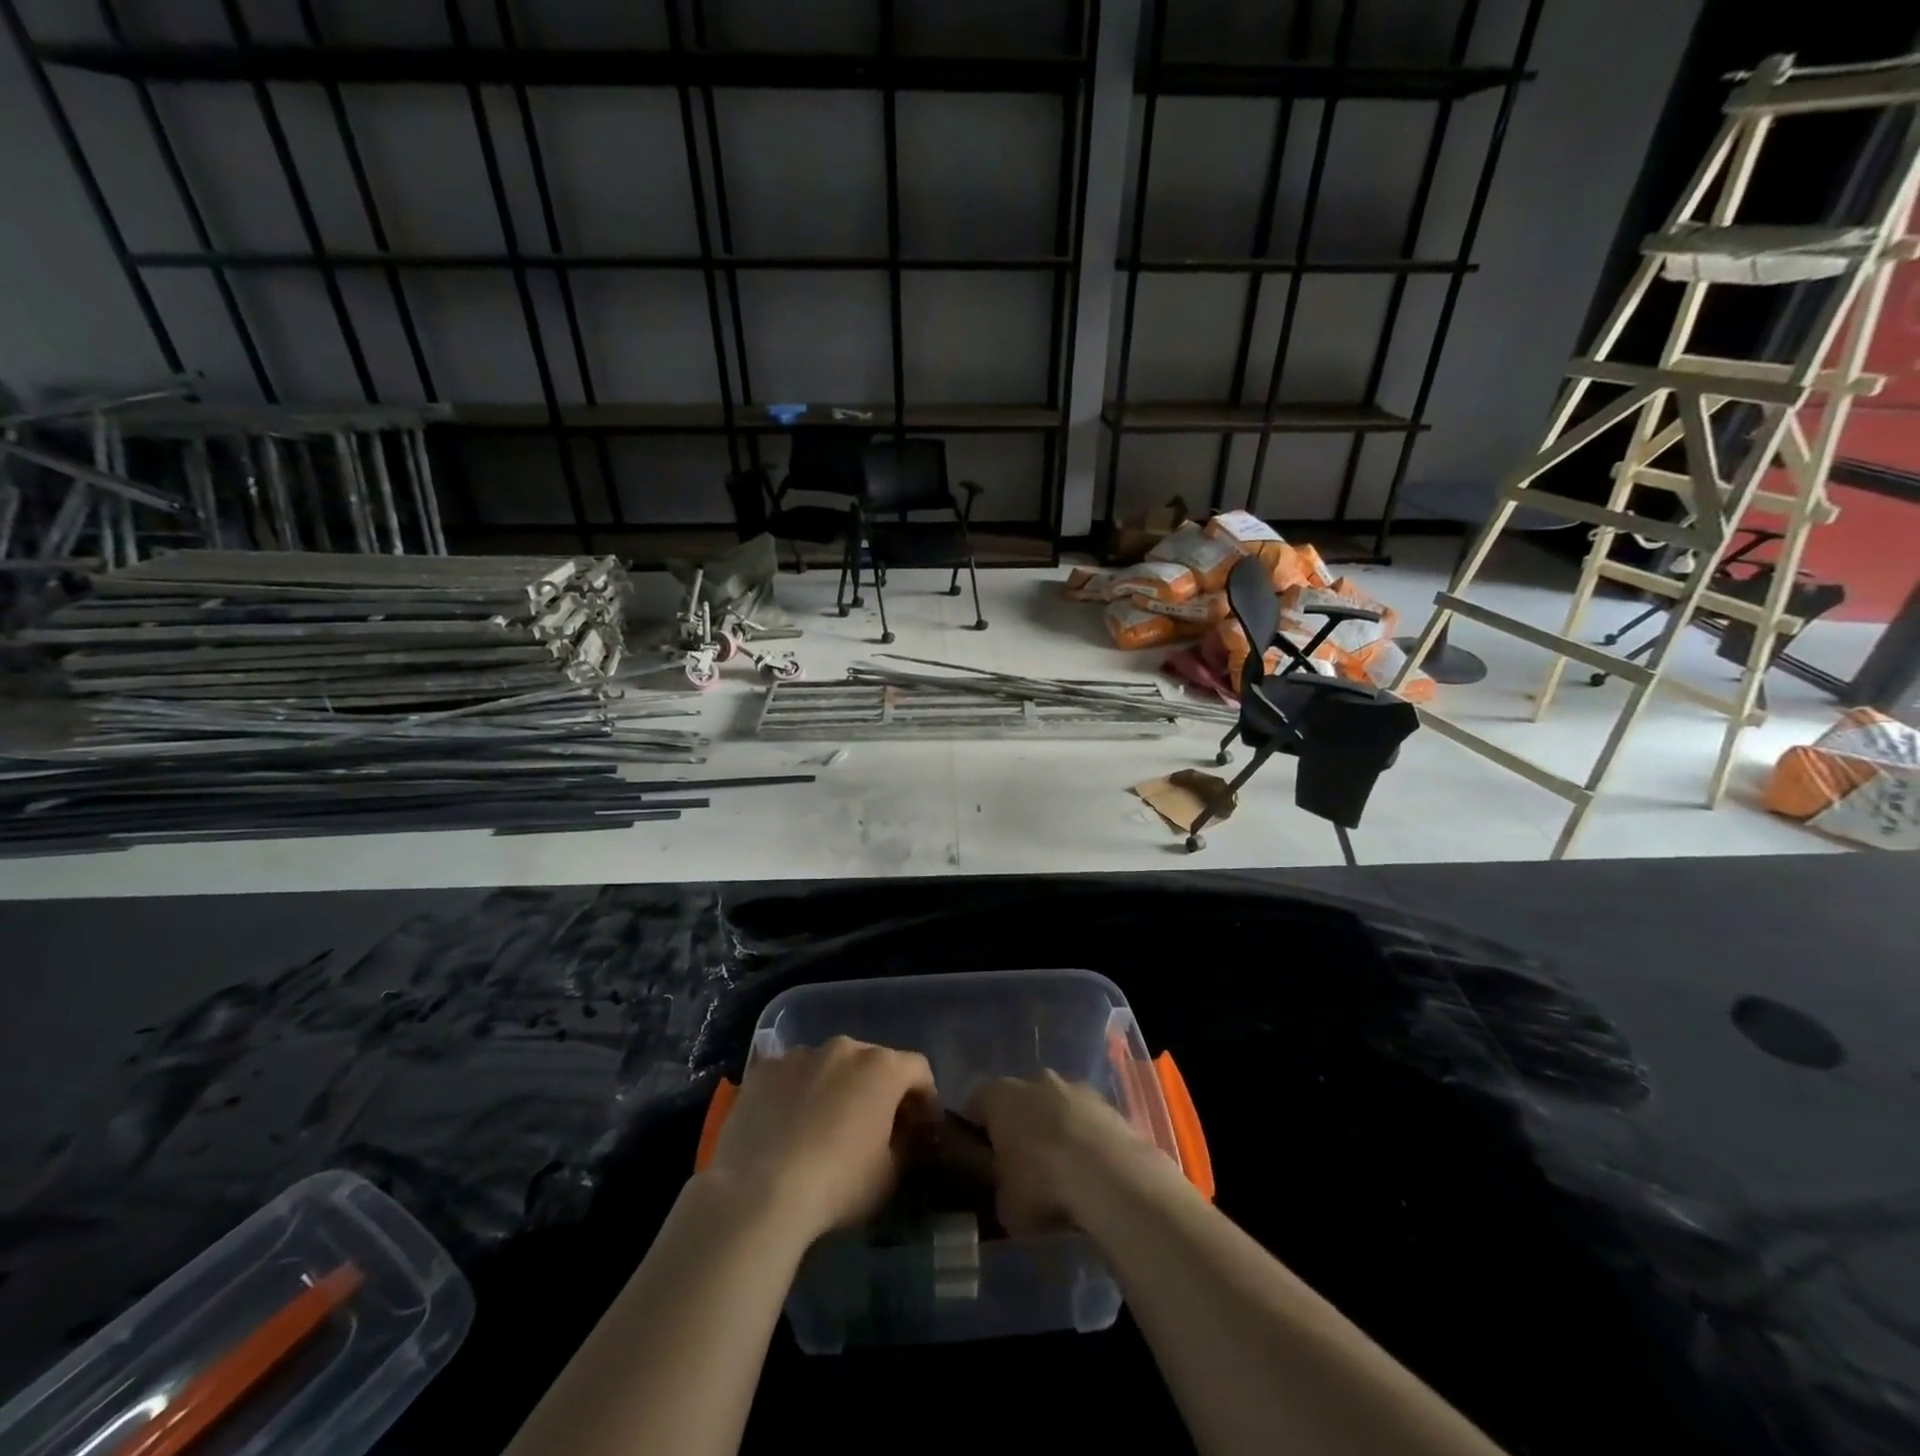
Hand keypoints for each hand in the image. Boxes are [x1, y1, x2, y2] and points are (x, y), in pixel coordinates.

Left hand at [704, 1037, 934, 1244]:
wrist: (759, 1194)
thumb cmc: (837, 1184)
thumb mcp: (889, 1176)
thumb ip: (905, 1145)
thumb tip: (904, 1135)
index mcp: (883, 1067)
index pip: (918, 1069)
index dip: (924, 1097)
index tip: (919, 1126)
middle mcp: (844, 1048)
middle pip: (872, 1061)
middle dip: (877, 1088)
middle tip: (871, 1126)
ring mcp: (801, 1054)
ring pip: (829, 1065)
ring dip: (835, 1086)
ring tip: (821, 1126)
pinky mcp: (764, 1068)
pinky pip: (791, 1074)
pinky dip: (796, 1091)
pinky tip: (786, 1124)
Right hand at [966, 1072, 1178, 1235]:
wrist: (1112, 1178)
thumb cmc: (1043, 1185)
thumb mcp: (1003, 1204)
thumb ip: (995, 1187)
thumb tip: (997, 1185)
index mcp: (999, 1096)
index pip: (975, 1106)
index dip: (975, 1135)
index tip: (981, 1164)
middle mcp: (1034, 1080)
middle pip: (1018, 1102)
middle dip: (1018, 1129)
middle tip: (1021, 1170)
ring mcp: (1074, 1088)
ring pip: (1054, 1108)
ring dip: (1054, 1132)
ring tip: (1061, 1175)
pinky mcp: (1107, 1104)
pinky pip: (1085, 1121)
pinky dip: (1084, 1140)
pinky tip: (1089, 1174)